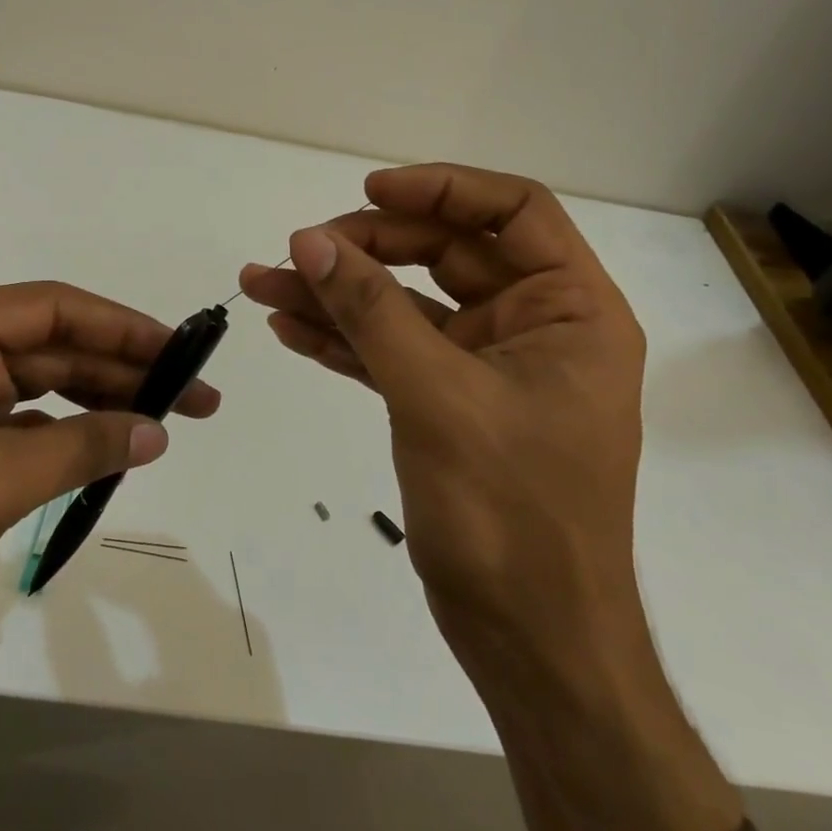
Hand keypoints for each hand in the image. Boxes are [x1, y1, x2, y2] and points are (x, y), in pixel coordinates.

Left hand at [0, 281, 218, 830]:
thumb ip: (78, 449)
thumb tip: (158, 431)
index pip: (50, 310)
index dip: (122, 327)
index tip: (181, 350)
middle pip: (51, 348)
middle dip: (122, 370)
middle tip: (196, 396)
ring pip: (40, 390)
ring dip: (99, 405)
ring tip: (167, 423)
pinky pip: (21, 429)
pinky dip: (65, 439)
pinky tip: (109, 451)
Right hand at [239, 164, 644, 669]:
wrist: (528, 641)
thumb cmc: (510, 514)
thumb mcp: (436, 396)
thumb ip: (371, 311)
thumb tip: (310, 241)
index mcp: (568, 311)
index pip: (513, 212)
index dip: (442, 189)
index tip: (368, 191)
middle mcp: (533, 327)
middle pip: (444, 254)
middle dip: (366, 249)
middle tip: (297, 253)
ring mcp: (487, 367)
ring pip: (406, 305)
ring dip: (338, 295)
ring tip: (263, 283)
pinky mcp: (449, 403)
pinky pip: (392, 352)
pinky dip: (344, 340)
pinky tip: (289, 329)